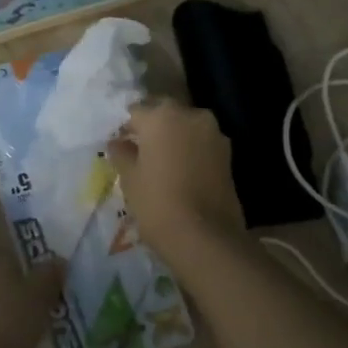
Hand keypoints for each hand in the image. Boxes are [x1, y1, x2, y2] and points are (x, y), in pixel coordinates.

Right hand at [107, 99, 245, 261]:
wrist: (205, 236)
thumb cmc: (157, 202)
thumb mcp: (129, 178)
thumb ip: (122, 153)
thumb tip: (119, 142)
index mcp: (161, 116)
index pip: (135, 111)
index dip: (125, 127)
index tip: (120, 144)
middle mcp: (191, 115)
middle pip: (164, 114)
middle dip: (152, 127)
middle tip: (139, 151)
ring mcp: (214, 133)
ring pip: (186, 127)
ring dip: (173, 138)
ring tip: (161, 162)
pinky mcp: (228, 154)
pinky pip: (201, 143)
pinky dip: (190, 151)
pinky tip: (180, 171)